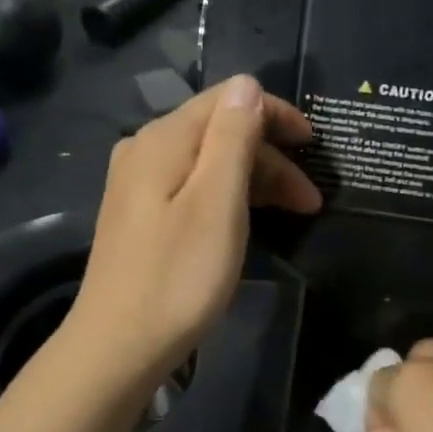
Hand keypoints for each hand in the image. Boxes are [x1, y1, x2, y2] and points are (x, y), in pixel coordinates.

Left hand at [67, 76, 320, 379]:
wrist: (118, 347)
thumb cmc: (178, 276)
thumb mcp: (216, 203)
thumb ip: (232, 138)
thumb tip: (246, 85)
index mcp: (164, 138)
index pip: (228, 100)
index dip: (276, 116)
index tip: (314, 146)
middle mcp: (145, 148)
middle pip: (219, 131)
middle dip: (271, 156)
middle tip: (310, 200)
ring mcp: (138, 183)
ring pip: (208, 161)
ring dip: (255, 179)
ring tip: (293, 213)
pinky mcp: (140, 214)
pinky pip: (193, 186)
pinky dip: (229, 196)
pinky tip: (248, 220)